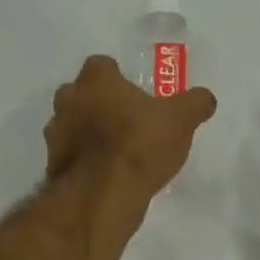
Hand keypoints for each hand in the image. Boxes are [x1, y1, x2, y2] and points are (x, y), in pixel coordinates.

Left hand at [45, 55, 216, 198]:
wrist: (102, 194)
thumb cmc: (139, 144)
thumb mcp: (181, 120)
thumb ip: (194, 104)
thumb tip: (205, 98)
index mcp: (96, 80)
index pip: (102, 65)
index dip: (118, 77)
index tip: (134, 94)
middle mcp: (69, 100)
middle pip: (82, 94)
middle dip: (99, 105)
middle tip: (127, 122)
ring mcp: (56, 135)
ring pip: (73, 126)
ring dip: (89, 135)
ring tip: (118, 153)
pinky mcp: (54, 166)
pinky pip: (72, 157)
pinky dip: (86, 162)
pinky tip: (107, 176)